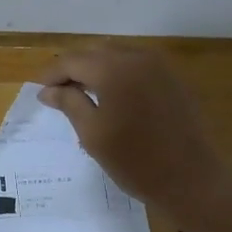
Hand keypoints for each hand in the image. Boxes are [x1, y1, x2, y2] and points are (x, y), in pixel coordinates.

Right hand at [37, 47, 226, 214]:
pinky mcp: (173, 79)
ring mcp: (159, 66)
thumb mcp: (93, 134)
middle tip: (57, 93)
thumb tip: (47, 90)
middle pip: (95, 53)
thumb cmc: (136, 160)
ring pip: (117, 56)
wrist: (192, 178)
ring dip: (96, 70)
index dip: (52, 74)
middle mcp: (137, 57)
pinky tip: (112, 96)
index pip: (72, 60)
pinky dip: (118, 74)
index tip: (39, 92)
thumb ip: (69, 104)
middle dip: (73, 69)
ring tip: (81, 94)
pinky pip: (136, 66)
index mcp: (114, 69)